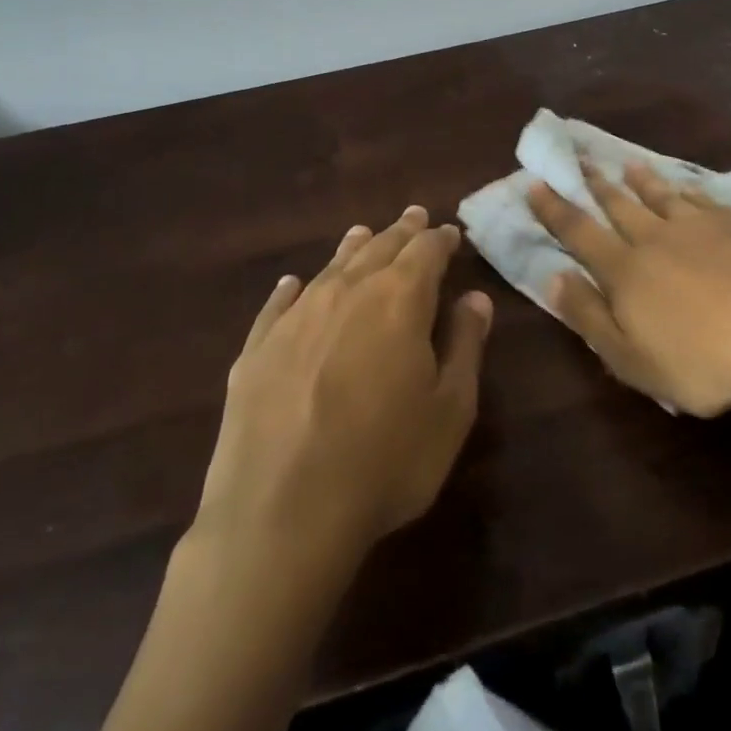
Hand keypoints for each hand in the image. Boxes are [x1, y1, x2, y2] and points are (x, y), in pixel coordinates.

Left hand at [194, 206, 492, 573]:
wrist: (281, 514)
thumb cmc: (386, 462)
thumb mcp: (450, 410)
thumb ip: (465, 345)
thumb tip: (474, 298)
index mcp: (399, 300)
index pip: (426, 252)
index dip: (440, 240)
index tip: (449, 233)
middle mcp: (346, 293)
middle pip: (379, 249)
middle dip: (400, 232)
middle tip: (413, 216)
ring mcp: (295, 318)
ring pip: (330, 267)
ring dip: (352, 248)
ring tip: (363, 233)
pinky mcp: (256, 349)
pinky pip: (278, 305)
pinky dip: (291, 289)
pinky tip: (292, 283)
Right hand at [526, 163, 730, 414]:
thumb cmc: (704, 358)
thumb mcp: (632, 359)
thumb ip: (589, 317)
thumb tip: (554, 278)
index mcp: (625, 270)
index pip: (578, 233)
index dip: (554, 210)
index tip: (535, 183)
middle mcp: (656, 237)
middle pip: (618, 205)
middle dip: (594, 184)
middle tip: (579, 160)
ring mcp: (700, 224)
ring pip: (661, 195)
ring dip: (641, 180)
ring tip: (629, 164)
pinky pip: (707, 199)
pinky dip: (691, 191)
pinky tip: (690, 188)